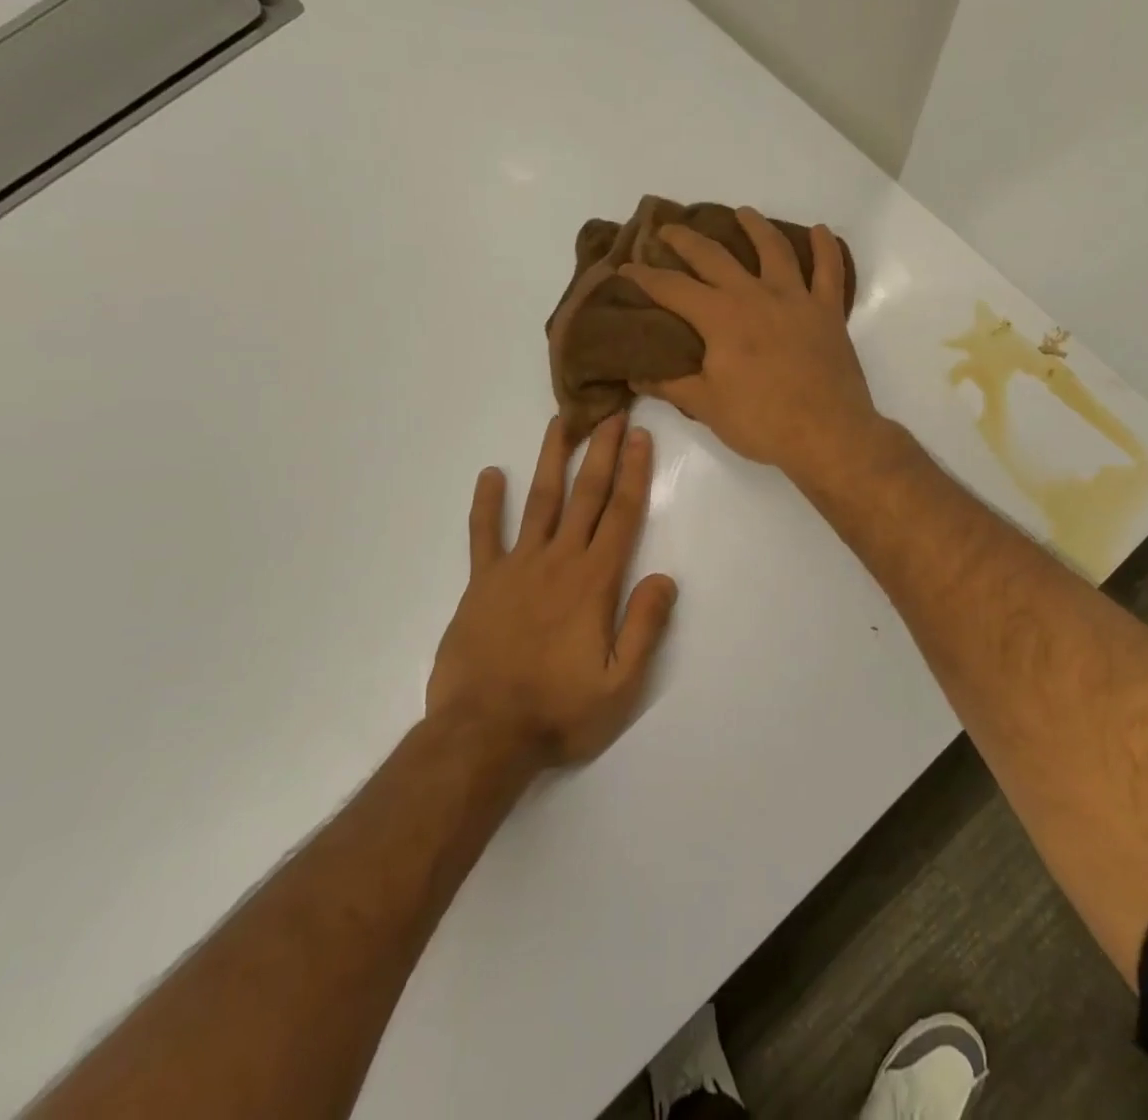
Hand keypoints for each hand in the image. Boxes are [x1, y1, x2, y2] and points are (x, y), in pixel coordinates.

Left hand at [427, 415, 676, 765]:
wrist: (482, 735)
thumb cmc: (558, 712)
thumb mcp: (620, 685)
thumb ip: (645, 627)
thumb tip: (665, 577)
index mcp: (594, 582)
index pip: (620, 514)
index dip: (633, 472)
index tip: (639, 436)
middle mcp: (557, 562)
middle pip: (585, 495)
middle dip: (601, 451)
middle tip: (610, 412)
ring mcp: (516, 568)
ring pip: (539, 502)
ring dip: (551, 460)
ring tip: (559, 423)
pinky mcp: (482, 583)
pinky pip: (484, 535)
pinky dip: (486, 505)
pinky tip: (489, 475)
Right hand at [619, 207, 881, 484]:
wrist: (827, 434)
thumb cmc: (762, 422)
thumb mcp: (707, 406)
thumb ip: (671, 384)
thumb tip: (636, 373)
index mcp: (720, 317)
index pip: (672, 288)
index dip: (644, 277)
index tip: (625, 269)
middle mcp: (755, 295)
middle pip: (714, 256)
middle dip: (686, 240)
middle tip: (668, 230)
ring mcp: (795, 299)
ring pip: (774, 249)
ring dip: (755, 226)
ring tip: (743, 213)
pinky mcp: (828, 312)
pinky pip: (829, 271)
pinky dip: (826, 248)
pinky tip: (821, 231)